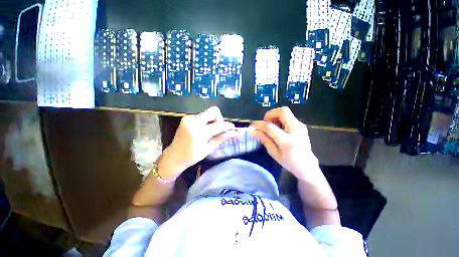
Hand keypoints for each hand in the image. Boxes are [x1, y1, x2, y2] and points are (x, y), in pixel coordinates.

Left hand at [159, 107, 235, 178]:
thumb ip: (222, 138)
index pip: (219, 124)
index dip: (228, 125)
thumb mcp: (208, 149)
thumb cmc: (191, 157)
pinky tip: (203, 130)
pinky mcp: (186, 118)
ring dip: (213, 121)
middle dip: (220, 119)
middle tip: (219, 130)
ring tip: (210, 132)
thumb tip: (235, 133)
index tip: (233, 128)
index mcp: (198, 132)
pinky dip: (206, 121)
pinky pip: (202, 116)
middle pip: (213, 111)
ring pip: (208, 113)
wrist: (173, 156)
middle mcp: (193, 121)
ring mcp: (188, 118)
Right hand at [251, 107, 317, 178]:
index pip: (270, 127)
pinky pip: (288, 116)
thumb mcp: (274, 153)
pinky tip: (279, 128)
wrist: (307, 165)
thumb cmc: (289, 162)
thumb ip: (264, 140)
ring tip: (272, 126)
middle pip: (282, 111)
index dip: (259, 124)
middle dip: (270, 114)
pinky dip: (280, 119)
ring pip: (286, 112)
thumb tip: (254, 131)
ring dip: (275, 116)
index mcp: (287, 141)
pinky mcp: (301, 125)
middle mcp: (296, 130)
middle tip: (265, 122)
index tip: (253, 125)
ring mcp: (300, 126)